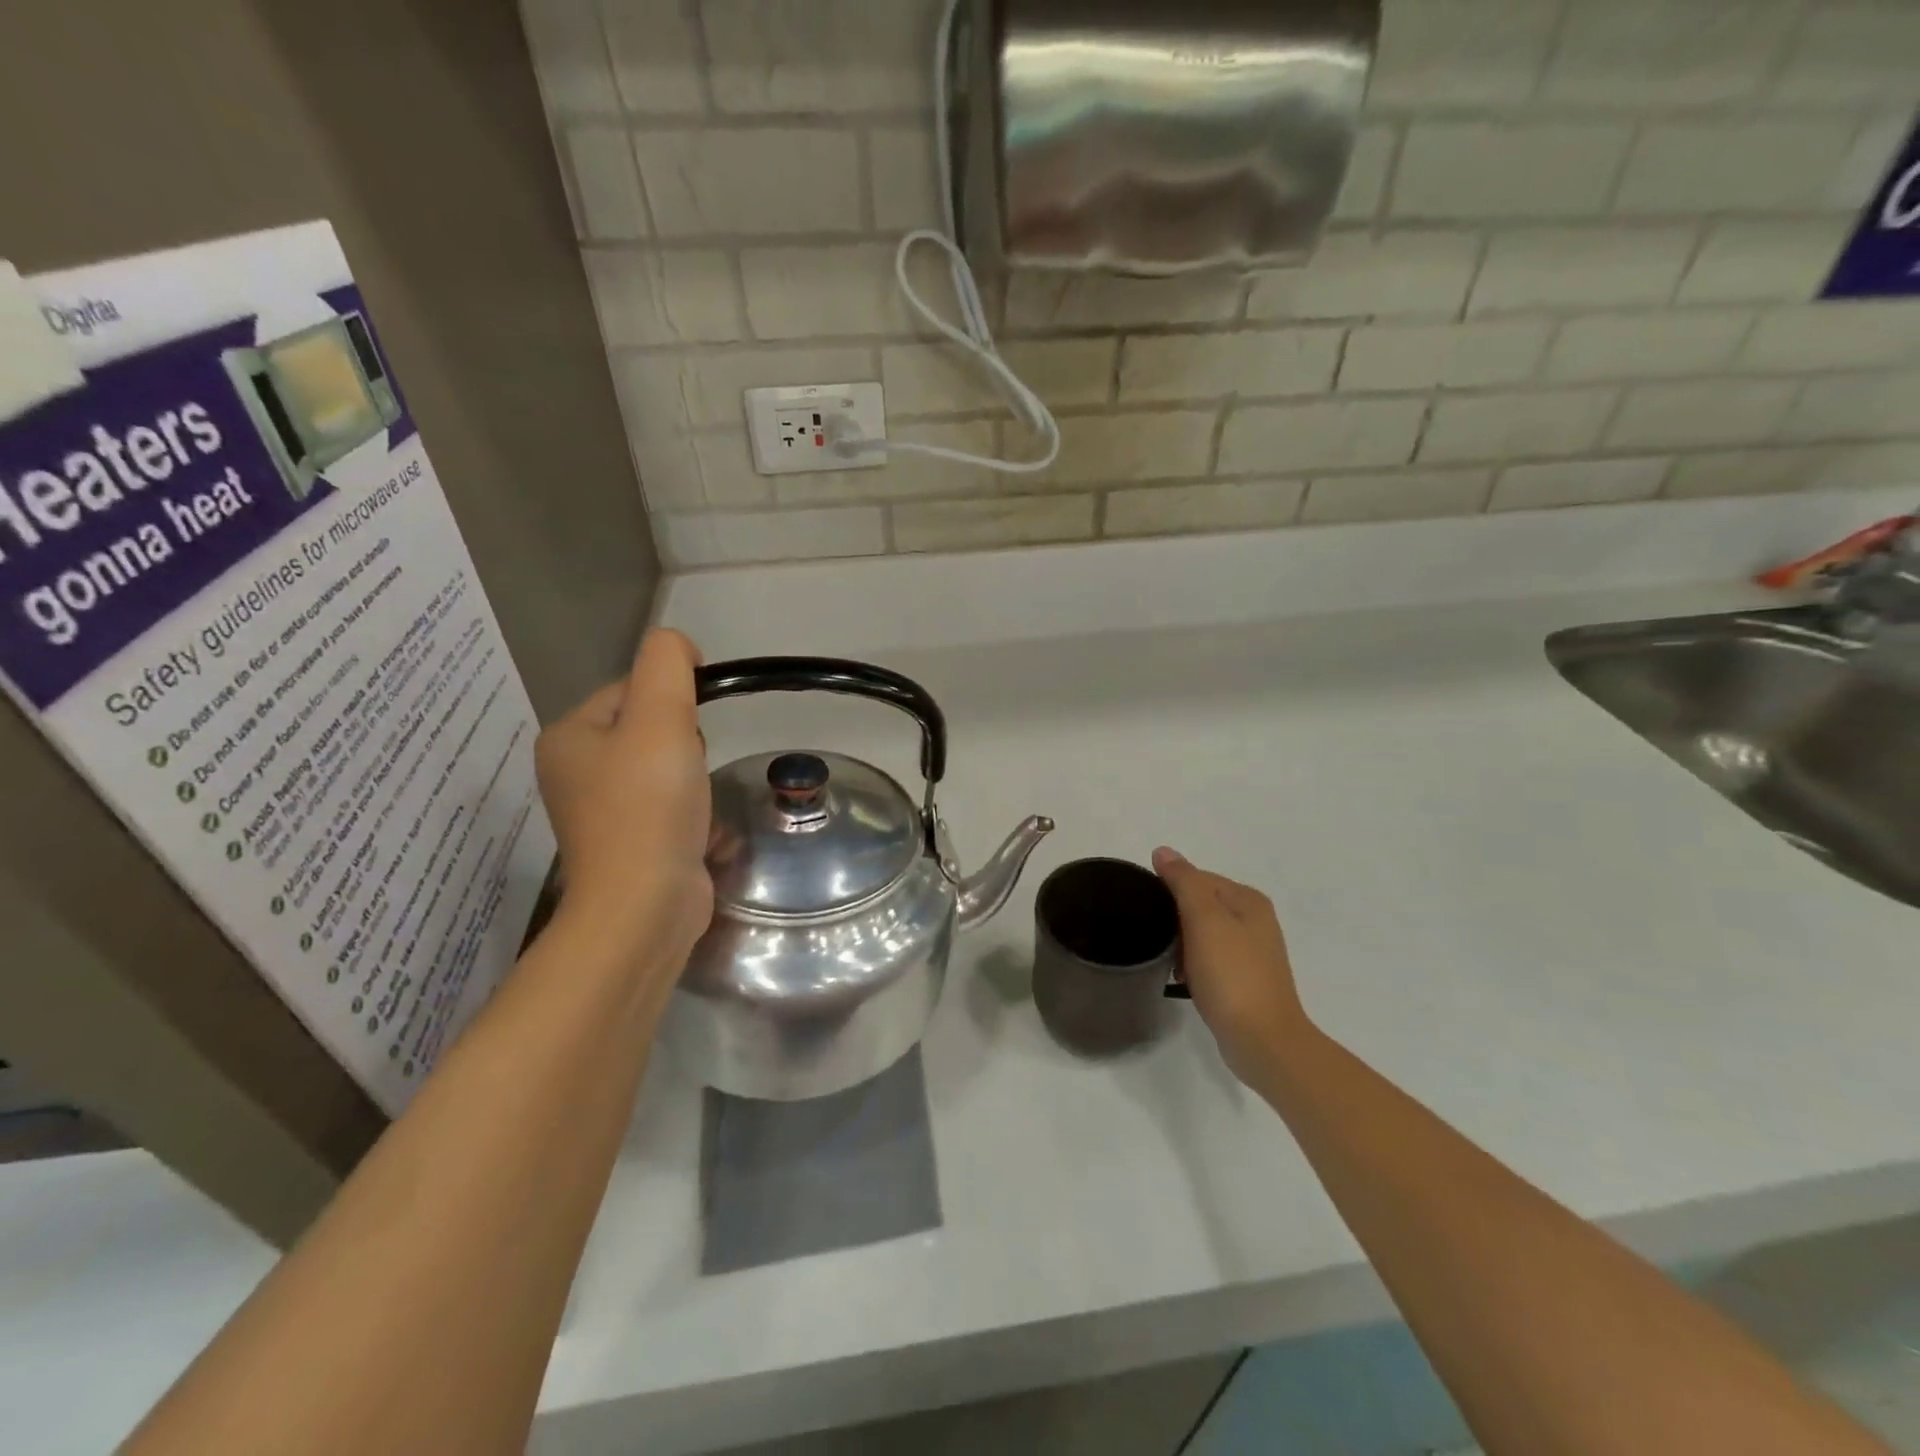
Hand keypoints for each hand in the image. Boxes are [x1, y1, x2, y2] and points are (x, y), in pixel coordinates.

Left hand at [536, 630, 713, 974]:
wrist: (643, 907)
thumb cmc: (649, 806)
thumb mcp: (661, 717)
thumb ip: (667, 664)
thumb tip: (679, 647)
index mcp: (569, 737)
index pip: (630, 689)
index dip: (672, 699)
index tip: (691, 730)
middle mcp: (575, 772)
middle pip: (647, 728)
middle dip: (683, 741)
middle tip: (689, 769)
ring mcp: (601, 813)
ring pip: (663, 768)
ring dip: (692, 776)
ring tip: (696, 801)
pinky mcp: (629, 845)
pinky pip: (667, 807)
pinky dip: (690, 812)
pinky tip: (701, 829)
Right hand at [1153, 847, 1311, 1088]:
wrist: (1262, 1041)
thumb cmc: (1231, 974)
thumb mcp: (1204, 919)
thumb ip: (1184, 881)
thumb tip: (1163, 851)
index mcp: (1249, 900)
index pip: (1197, 878)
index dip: (1170, 892)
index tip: (1151, 913)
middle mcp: (1255, 921)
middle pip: (1200, 905)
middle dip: (1175, 920)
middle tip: (1158, 941)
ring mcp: (1252, 953)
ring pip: (1202, 934)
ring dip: (1182, 946)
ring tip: (1170, 964)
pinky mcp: (1244, 980)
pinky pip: (1209, 960)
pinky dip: (1193, 966)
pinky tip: (1183, 981)